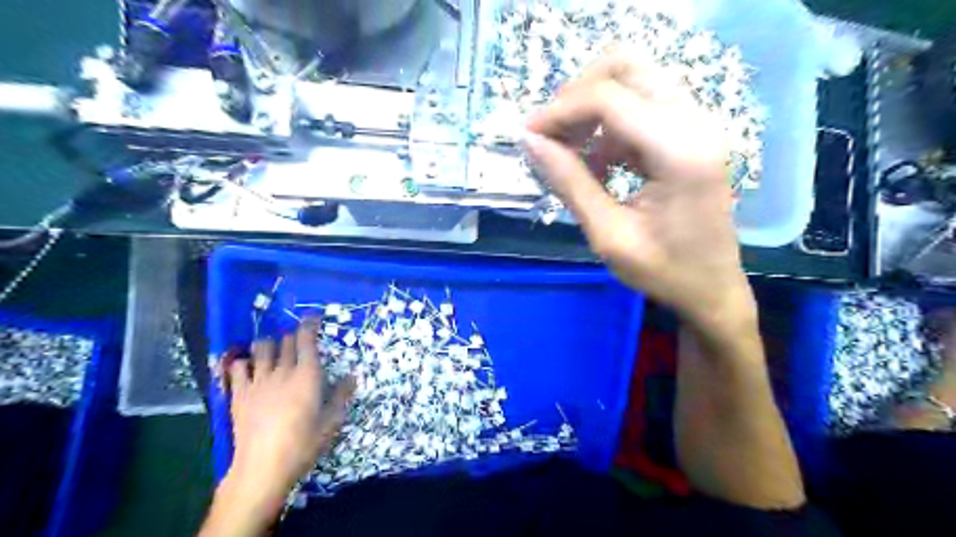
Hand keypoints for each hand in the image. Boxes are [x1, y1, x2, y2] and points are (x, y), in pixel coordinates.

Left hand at [226, 321, 354, 505]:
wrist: (263, 467)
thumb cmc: (303, 444)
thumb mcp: (331, 422)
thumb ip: (342, 395)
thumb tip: (352, 376)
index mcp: (307, 375)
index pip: (306, 339)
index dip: (309, 324)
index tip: (313, 318)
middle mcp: (282, 371)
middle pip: (286, 341)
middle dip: (293, 336)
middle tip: (299, 342)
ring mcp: (258, 380)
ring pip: (262, 348)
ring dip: (269, 344)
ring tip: (274, 351)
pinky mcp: (238, 393)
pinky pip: (237, 367)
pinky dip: (243, 362)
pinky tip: (248, 367)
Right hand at [522, 53, 753, 330]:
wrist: (712, 289)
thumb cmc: (664, 271)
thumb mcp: (608, 235)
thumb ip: (569, 183)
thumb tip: (529, 142)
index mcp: (679, 150)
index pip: (608, 98)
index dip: (559, 110)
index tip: (527, 136)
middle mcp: (694, 121)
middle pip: (625, 67)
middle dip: (576, 95)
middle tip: (551, 135)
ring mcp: (697, 123)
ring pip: (632, 79)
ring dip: (591, 108)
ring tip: (570, 152)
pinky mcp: (690, 132)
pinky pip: (641, 105)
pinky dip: (609, 124)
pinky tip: (598, 163)